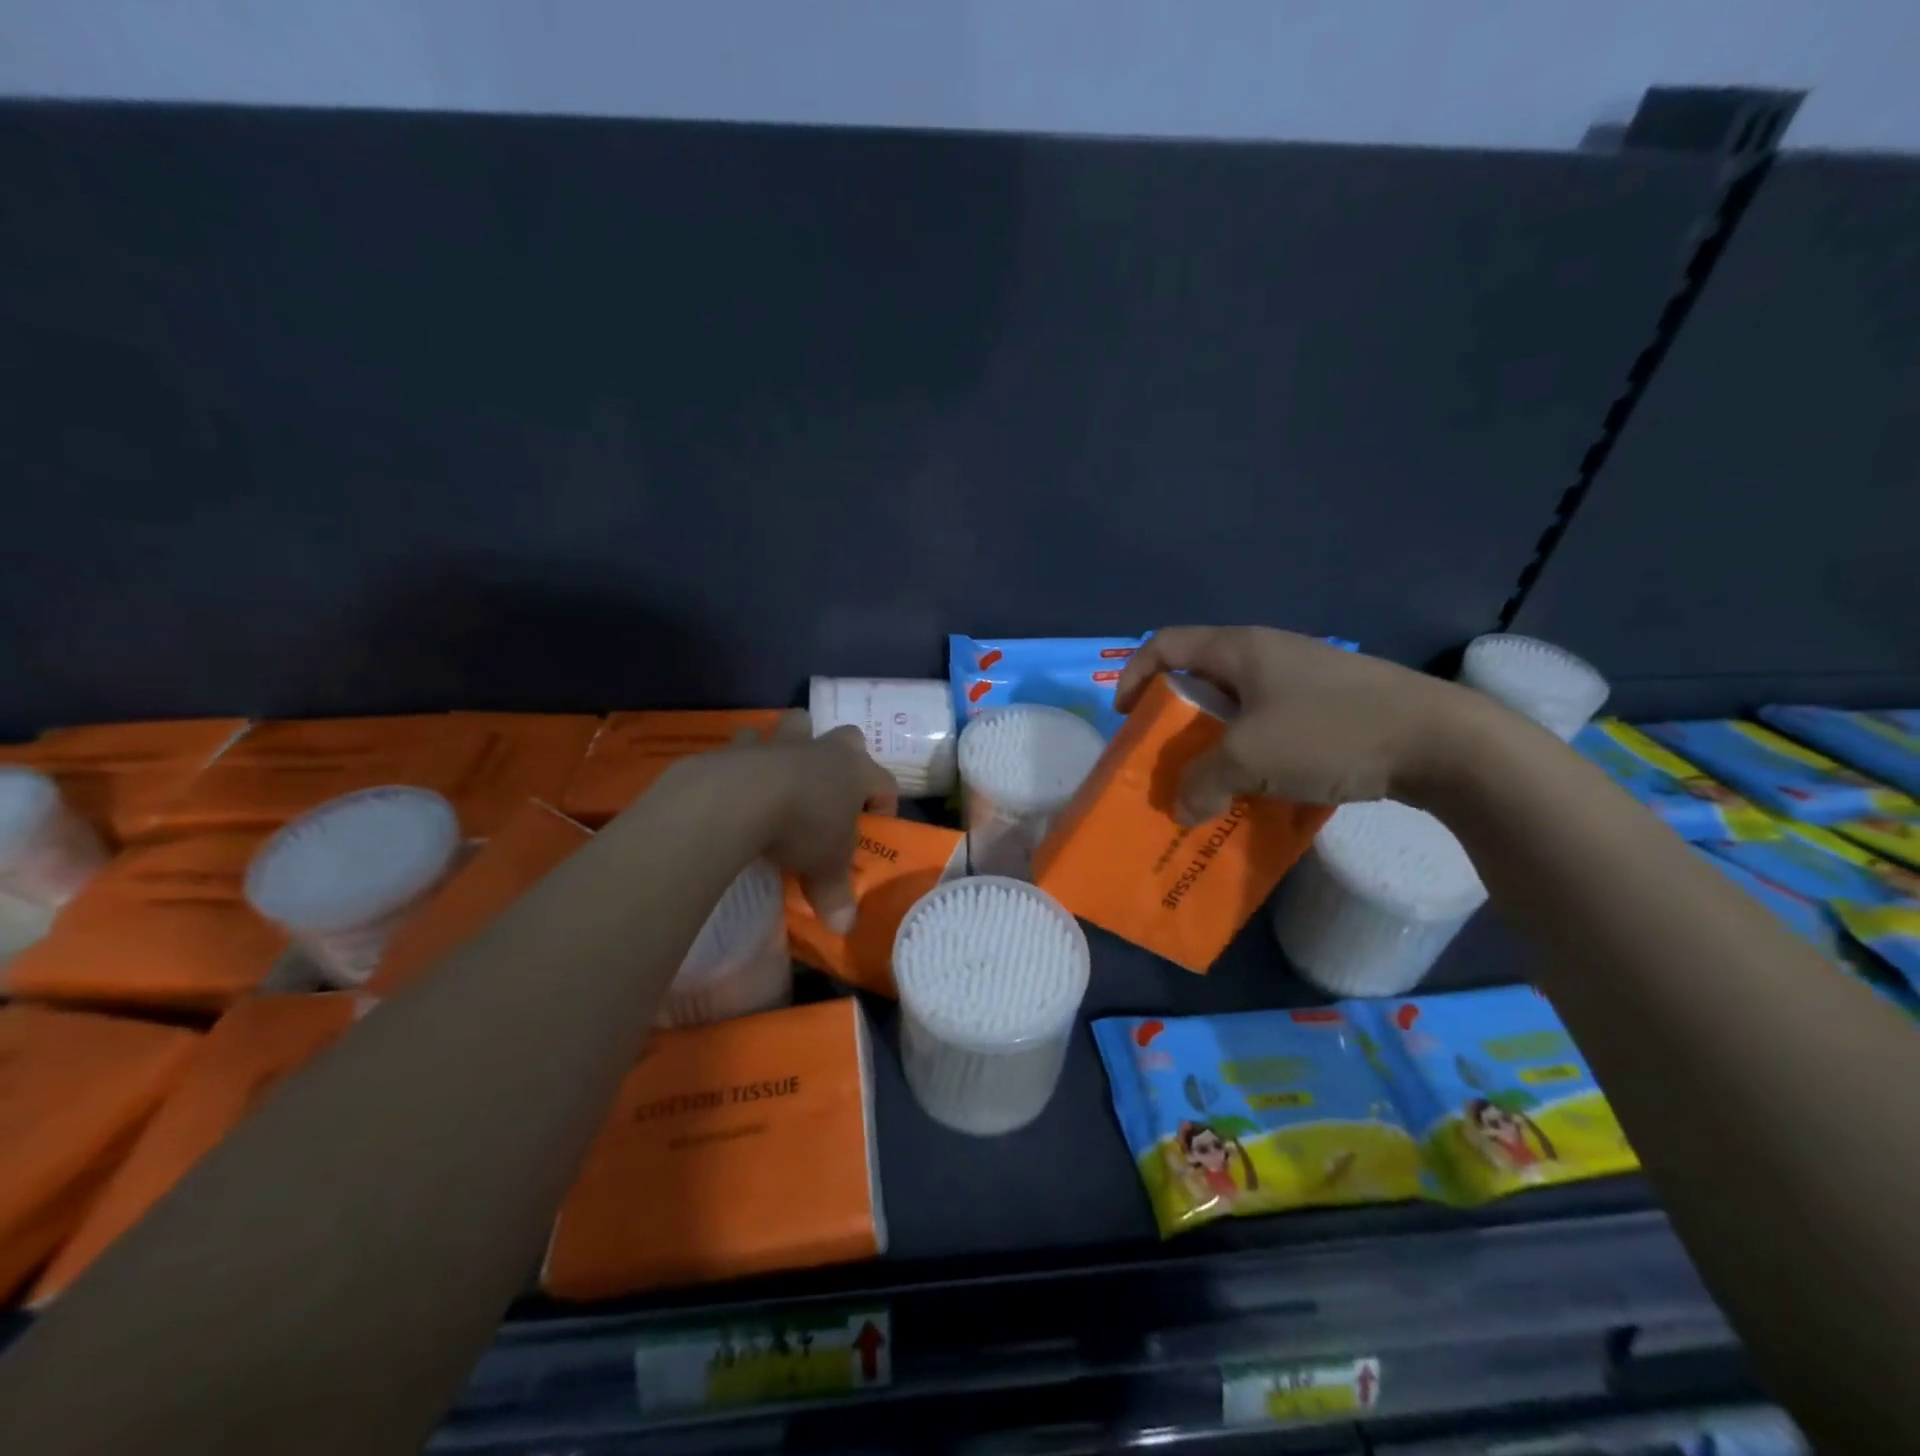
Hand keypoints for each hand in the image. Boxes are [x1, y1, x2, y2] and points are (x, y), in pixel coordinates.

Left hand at [723, 710, 898, 932]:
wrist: (740, 798)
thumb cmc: (802, 828)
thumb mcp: (825, 868)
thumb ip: (836, 894)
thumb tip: (845, 928)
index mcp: (856, 773)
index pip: (885, 782)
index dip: (884, 803)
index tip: (874, 827)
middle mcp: (825, 750)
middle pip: (849, 737)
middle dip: (846, 756)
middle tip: (834, 788)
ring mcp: (784, 742)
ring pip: (799, 723)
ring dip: (798, 740)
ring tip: (788, 770)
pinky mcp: (743, 745)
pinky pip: (749, 739)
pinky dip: (748, 752)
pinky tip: (741, 773)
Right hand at [1113, 626, 1477, 821]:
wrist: (1442, 742)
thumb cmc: (1330, 732)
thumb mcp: (1249, 759)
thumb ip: (1201, 782)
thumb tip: (1182, 809)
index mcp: (1240, 648)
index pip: (1165, 643)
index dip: (1134, 675)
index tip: (1126, 718)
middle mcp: (1268, 655)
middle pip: (1199, 678)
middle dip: (1174, 721)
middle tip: (1166, 760)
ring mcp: (1304, 680)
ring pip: (1237, 707)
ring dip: (1214, 744)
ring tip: (1209, 783)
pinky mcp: (1333, 707)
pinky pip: (1271, 726)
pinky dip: (1252, 755)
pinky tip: (1259, 790)